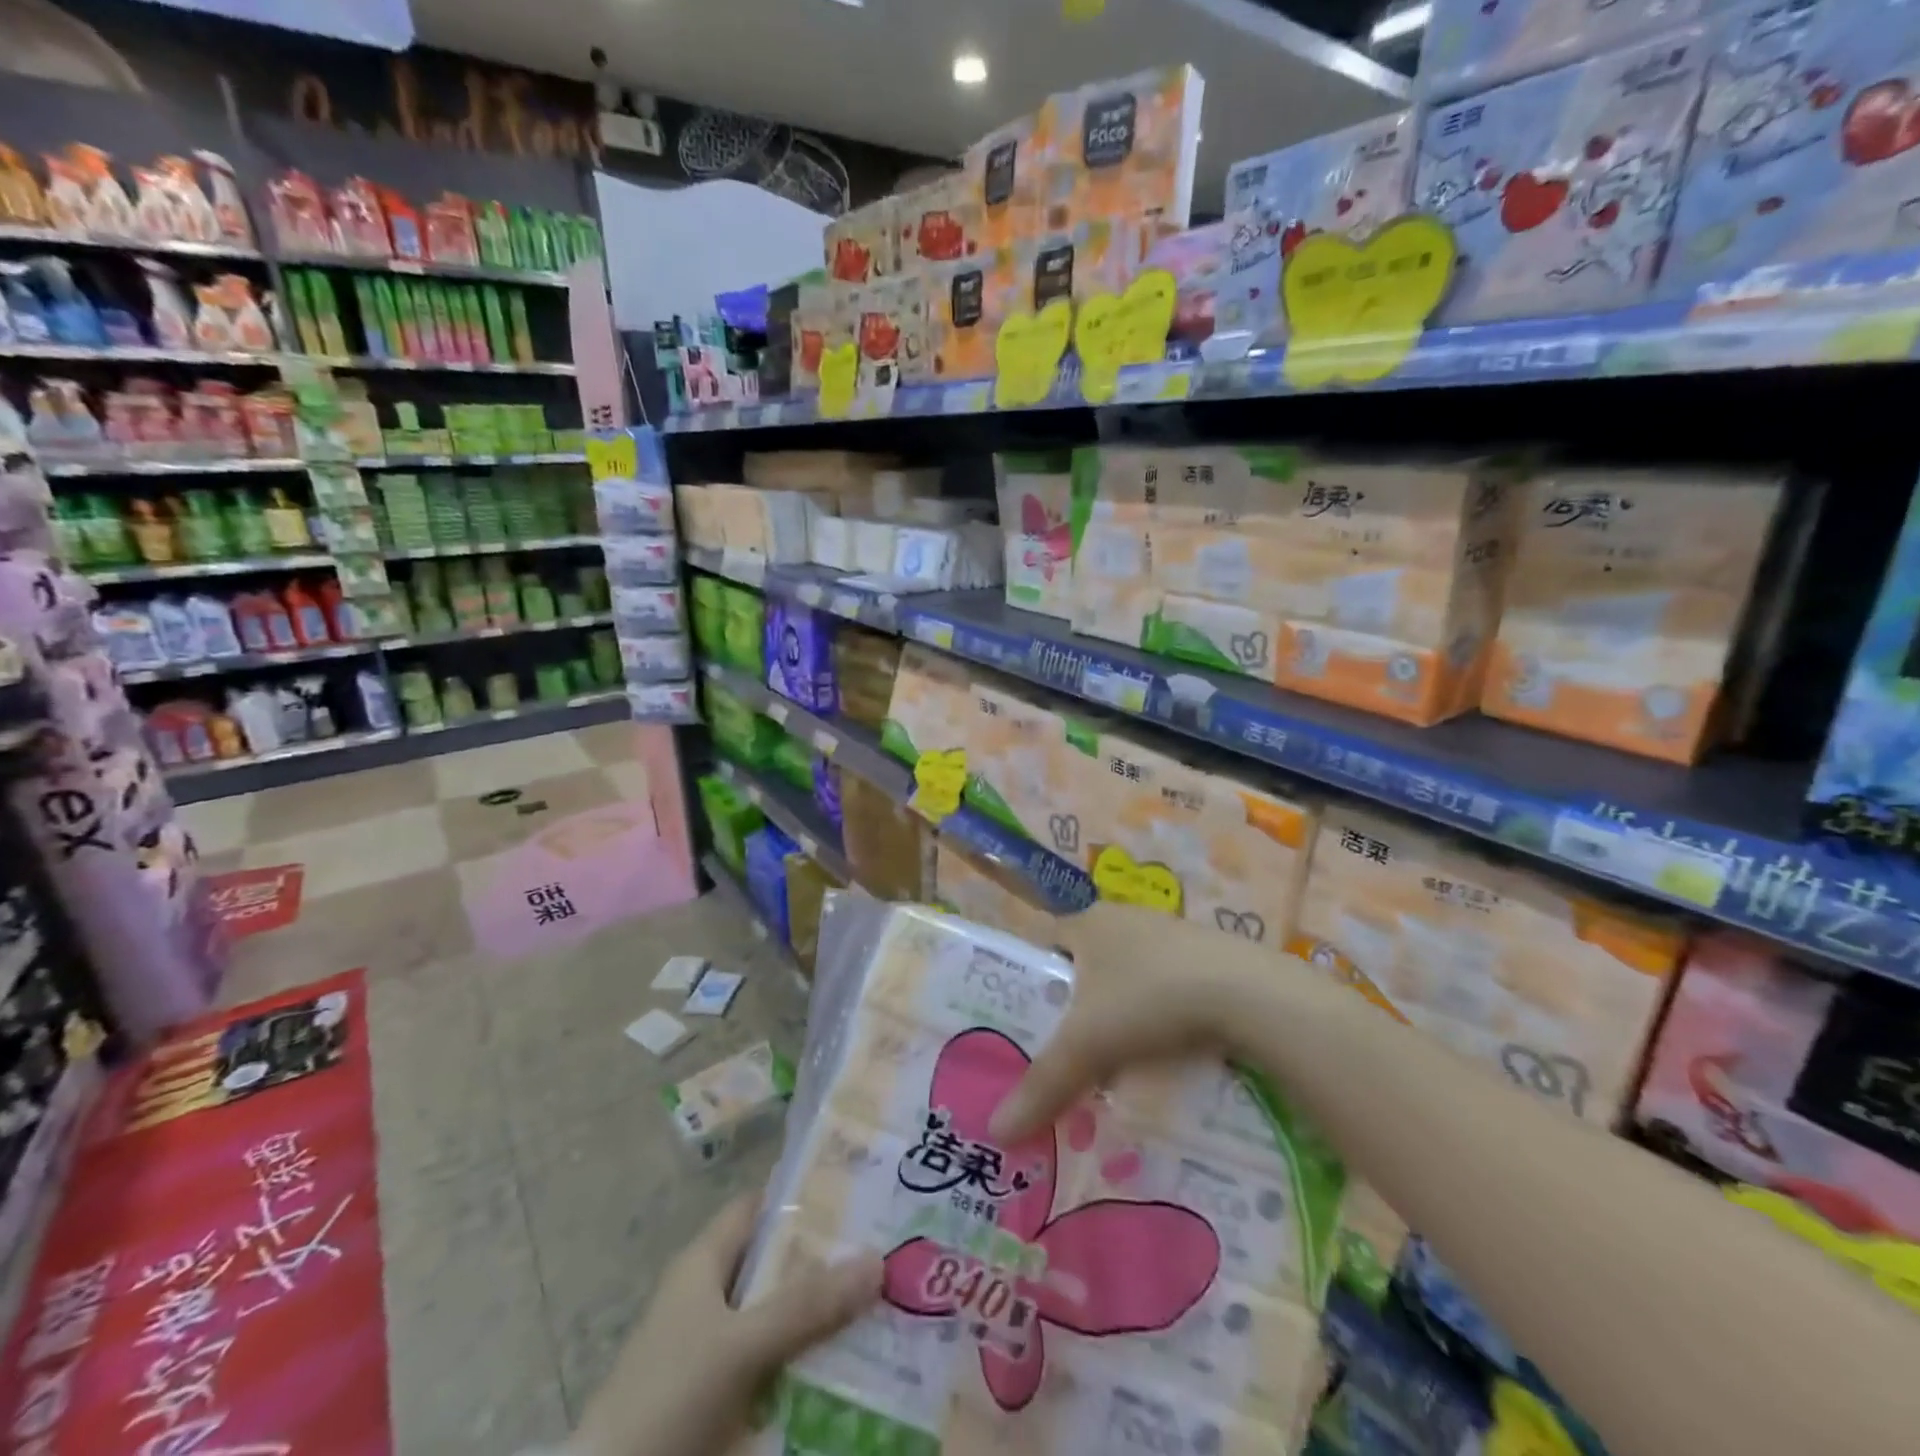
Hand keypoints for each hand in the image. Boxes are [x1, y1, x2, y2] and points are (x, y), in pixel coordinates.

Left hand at [572, 1192, 881, 1455]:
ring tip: (888, 1310)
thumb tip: (877, 1258)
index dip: (805, 1194)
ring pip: (782, 1321)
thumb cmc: (667, 1400)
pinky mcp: (721, 1406)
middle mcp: (710, 1299)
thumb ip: (806, 1305)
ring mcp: (714, 1355)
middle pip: (778, 1265)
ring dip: (825, 1321)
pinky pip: (777, 1372)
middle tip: (888, 1254)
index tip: (861, 1192)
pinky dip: (810, 1371)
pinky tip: (856, 1376)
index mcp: (704, 1264)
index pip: (760, 1207)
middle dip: (829, 1263)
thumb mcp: (740, 1345)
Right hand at [989, 901, 1252, 1143]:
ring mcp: (1171, 933)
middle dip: (1082, 1006)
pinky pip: (1169, 984)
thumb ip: (1042, 1086)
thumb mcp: (1087, 1046)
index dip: (1038, 981)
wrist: (1246, 994)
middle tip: (1075, 1053)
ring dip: (1124, 1012)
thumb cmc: (1148, 1001)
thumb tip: (995, 1132)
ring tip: (1120, 1062)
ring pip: (1131, 976)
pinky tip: (1169, 1049)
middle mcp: (1126, 918)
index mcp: (1089, 922)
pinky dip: (1162, 1013)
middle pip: (1090, 964)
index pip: (1048, 944)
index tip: (1037, 1026)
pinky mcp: (1208, 955)